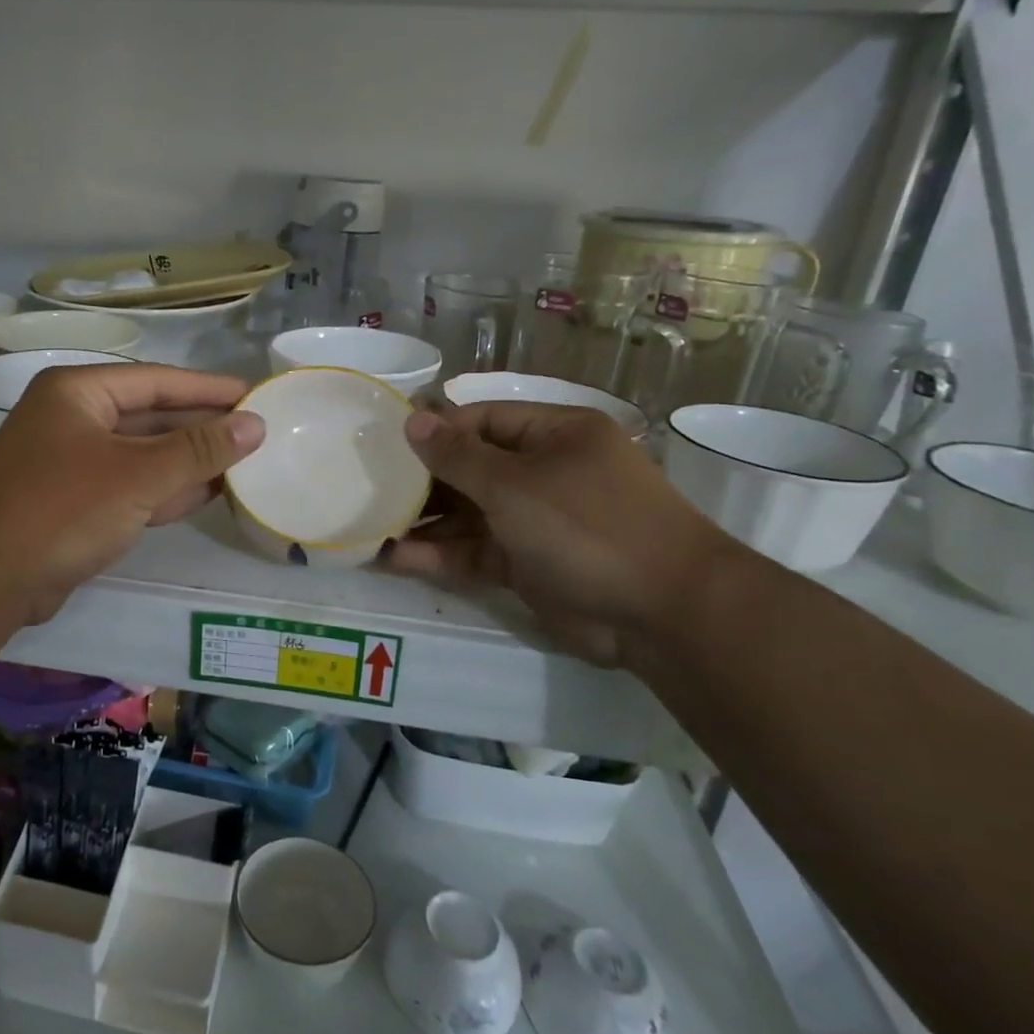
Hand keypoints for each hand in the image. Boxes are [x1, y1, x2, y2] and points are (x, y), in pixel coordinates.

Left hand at [0, 364, 264, 623]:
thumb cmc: (63, 508)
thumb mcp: (138, 474)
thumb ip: (199, 448)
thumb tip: (255, 424)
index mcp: (79, 392)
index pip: (157, 381)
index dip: (209, 389)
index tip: (255, 393)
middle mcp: (75, 418)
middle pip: (152, 416)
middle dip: (202, 427)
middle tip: (257, 430)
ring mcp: (75, 462)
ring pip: (145, 454)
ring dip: (190, 460)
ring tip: (245, 461)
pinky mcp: (78, 502)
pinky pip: (133, 485)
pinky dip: (168, 488)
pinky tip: (210, 492)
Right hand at [387, 403, 734, 667]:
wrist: (662, 614)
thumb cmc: (587, 526)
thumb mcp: (514, 484)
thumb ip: (458, 456)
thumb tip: (414, 418)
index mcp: (554, 435)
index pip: (483, 419)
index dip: (436, 430)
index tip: (388, 444)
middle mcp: (545, 472)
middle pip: (472, 468)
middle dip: (423, 481)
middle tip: (370, 488)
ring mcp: (537, 521)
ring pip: (469, 514)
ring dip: (425, 522)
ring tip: (370, 528)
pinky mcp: (528, 565)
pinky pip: (476, 551)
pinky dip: (440, 555)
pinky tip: (395, 558)